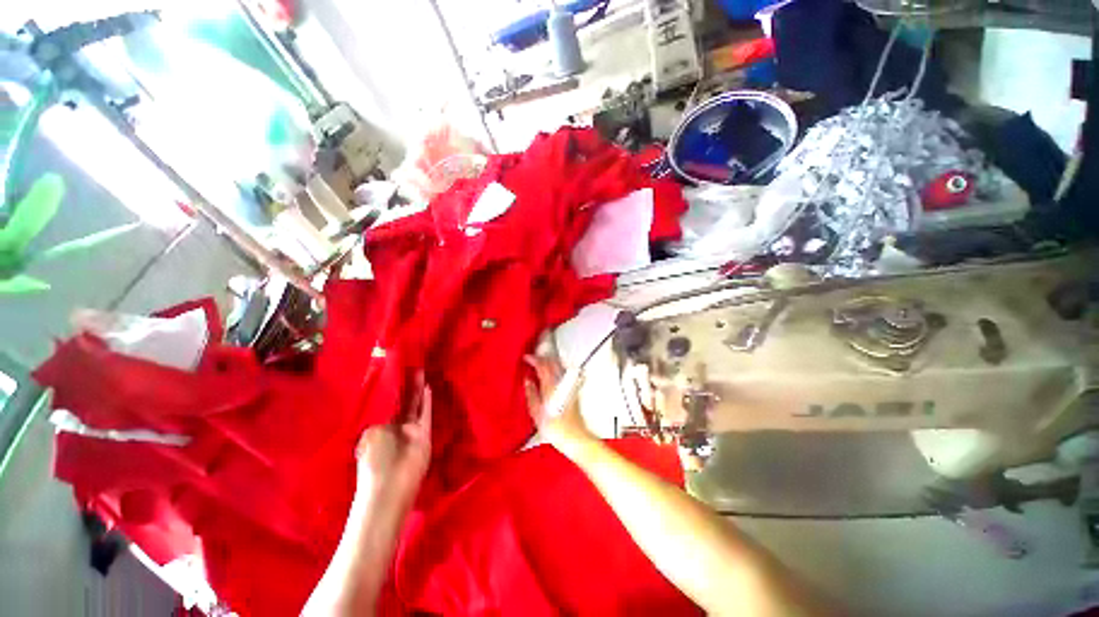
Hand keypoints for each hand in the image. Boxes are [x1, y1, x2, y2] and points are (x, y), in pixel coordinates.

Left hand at [354, 377, 431, 501]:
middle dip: (404, 387)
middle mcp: (395, 428)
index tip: (392, 373)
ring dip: (416, 390)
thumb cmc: (373, 463)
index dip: (390, 390)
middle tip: (408, 367)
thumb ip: (380, 417)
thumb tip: (387, 402)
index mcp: (378, 429)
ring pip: (414, 406)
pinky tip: (427, 387)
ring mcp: (411, 432)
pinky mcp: (424, 434)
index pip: (385, 405)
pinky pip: (426, 413)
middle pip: (401, 403)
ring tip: (419, 371)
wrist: (389, 489)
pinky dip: (426, 401)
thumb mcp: (371, 434)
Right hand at [524, 355, 595, 453]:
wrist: (574, 437)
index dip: (534, 359)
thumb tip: (527, 381)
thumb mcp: (536, 412)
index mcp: (551, 386)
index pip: (543, 365)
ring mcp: (569, 385)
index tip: (526, 358)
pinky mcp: (573, 389)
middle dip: (542, 357)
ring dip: (550, 361)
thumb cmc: (555, 428)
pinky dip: (556, 368)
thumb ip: (531, 393)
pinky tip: (552, 373)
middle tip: (533, 358)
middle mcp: (562, 382)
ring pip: (559, 365)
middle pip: (553, 362)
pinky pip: (564, 372)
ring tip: (541, 363)